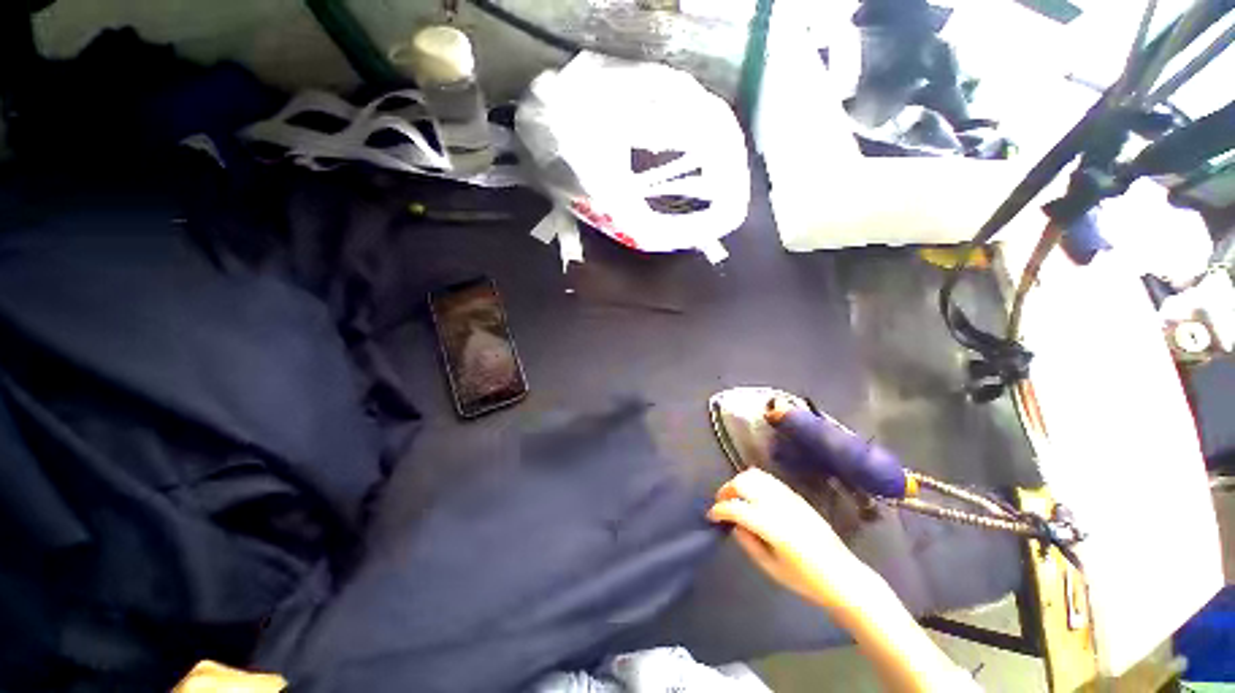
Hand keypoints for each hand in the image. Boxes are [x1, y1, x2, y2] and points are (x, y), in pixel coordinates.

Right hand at [707, 468, 873, 610]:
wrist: (842, 575)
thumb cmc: (806, 580)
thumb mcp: (771, 569)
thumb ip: (749, 543)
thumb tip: (734, 524)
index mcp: (772, 526)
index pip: (736, 508)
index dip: (719, 510)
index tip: (711, 516)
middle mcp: (778, 505)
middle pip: (743, 483)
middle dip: (727, 491)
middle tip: (721, 504)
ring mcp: (788, 497)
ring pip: (755, 475)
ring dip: (739, 483)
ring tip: (735, 497)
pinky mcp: (795, 495)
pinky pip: (768, 479)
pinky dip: (754, 482)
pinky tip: (752, 496)